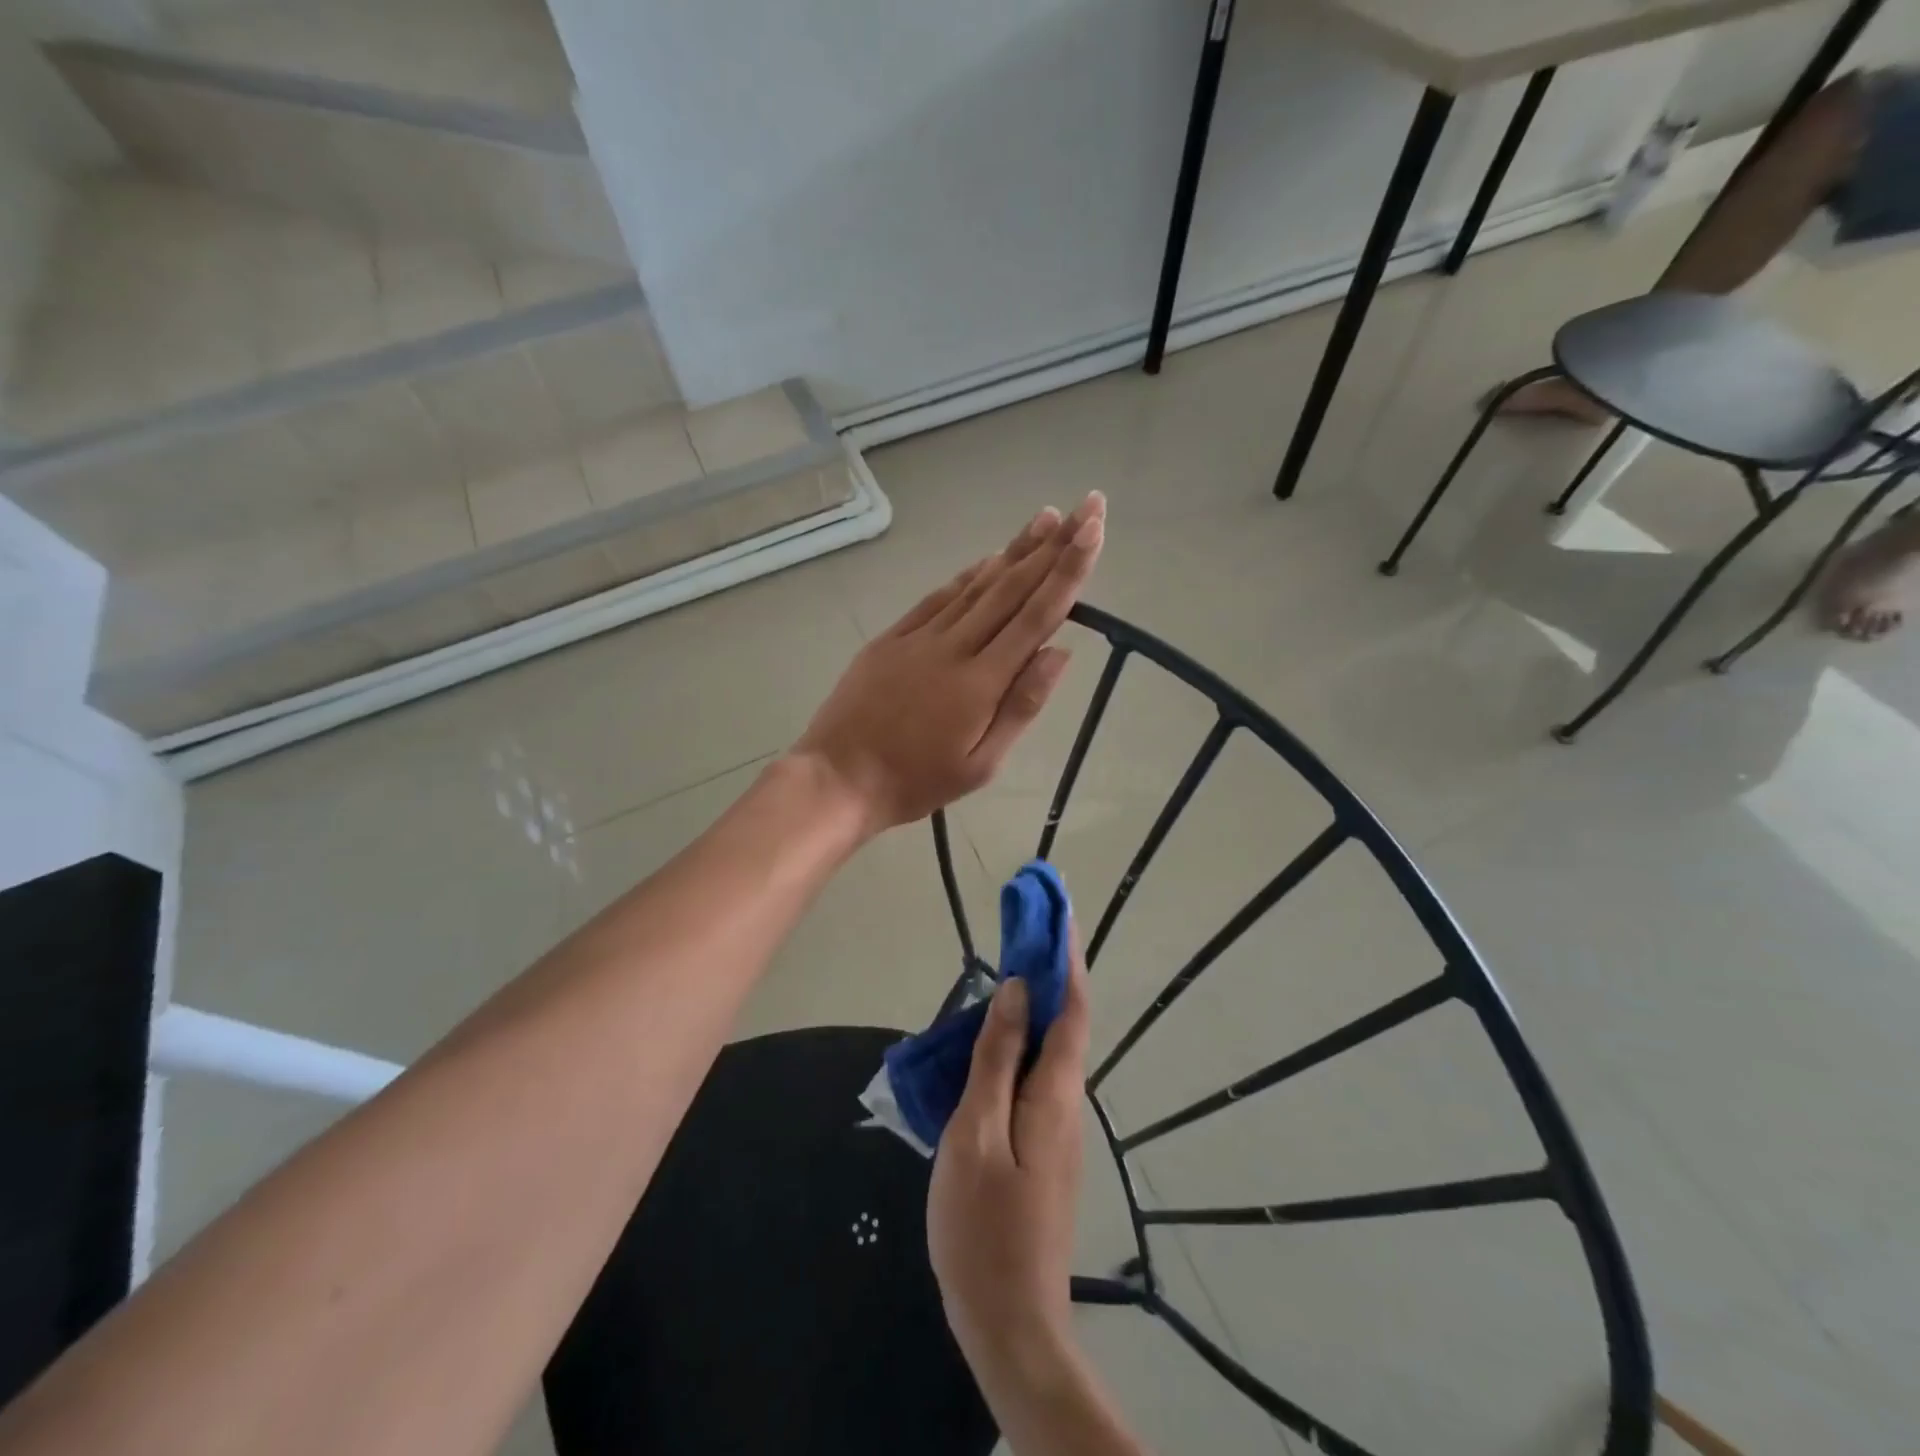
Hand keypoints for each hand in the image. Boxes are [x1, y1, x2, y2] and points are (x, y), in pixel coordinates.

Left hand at [793, 494, 1105, 834]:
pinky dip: (967, 575)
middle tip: (1084, 506)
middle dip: (1052, 546)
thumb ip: (1021, 706)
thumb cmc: (916, 782)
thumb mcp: (980, 764)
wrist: (838, 777)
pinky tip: (988, 559)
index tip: (1093, 530)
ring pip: (976, 585)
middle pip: (1011, 588)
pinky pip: (938, 597)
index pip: (1036, 616)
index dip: (1069, 571)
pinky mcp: (892, 638)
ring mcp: (919, 637)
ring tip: (1046, 518)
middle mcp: (954, 647)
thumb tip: (1059, 652)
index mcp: (981, 681)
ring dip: (1014, 550)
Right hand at [927, 939, 1091, 1378]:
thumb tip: (1018, 990)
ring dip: (1032, 1004)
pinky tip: (985, 1046)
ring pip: (1047, 1050)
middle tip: (1022, 929)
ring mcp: (1056, 1127)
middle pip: (1064, 1022)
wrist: (1009, 1323)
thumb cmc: (983, 1225)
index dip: (1066, 955)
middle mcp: (1066, 1101)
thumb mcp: (976, 1132)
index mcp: (1055, 1091)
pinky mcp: (1041, 1147)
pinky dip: (1017, 1043)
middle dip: (1049, 970)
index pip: (1071, 1006)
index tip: (1058, 910)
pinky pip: (1032, 1076)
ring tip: (1000, 972)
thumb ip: (998, 1058)